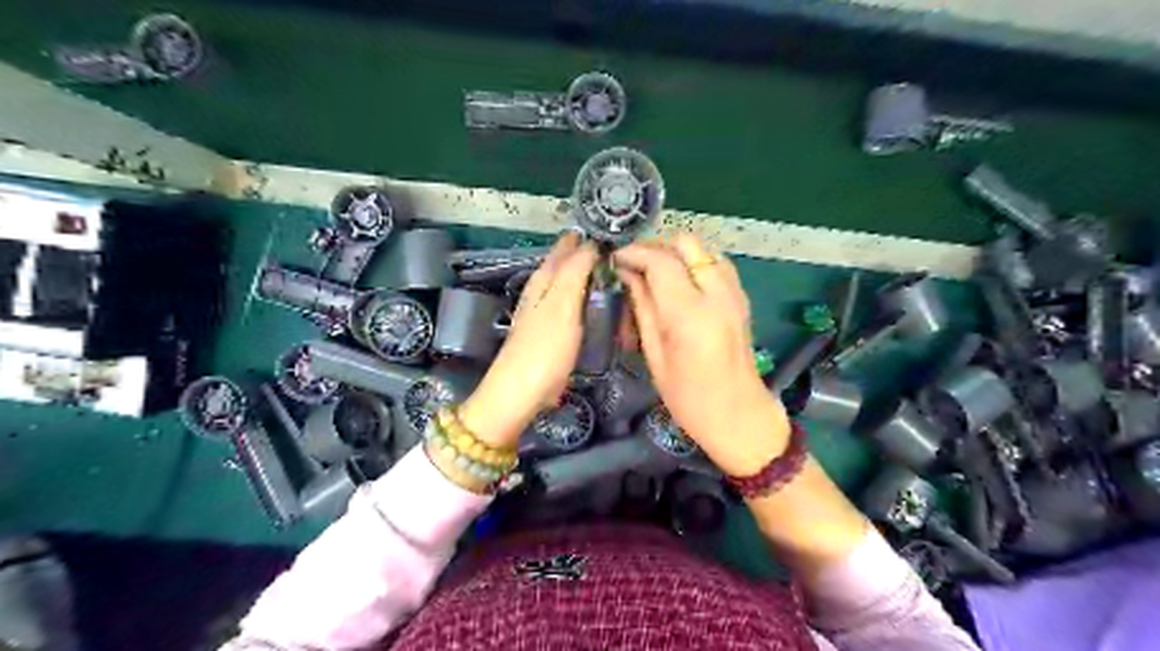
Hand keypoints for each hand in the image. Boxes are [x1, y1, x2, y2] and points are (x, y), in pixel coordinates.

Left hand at [458, 232, 597, 448]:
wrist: (520, 393)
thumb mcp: (562, 305)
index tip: (614, 231)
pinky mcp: (551, 332)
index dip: (587, 237)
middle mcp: (542, 290)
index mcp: (544, 279)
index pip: (566, 247)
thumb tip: (591, 242)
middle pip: (566, 264)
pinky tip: (599, 305)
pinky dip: (587, 298)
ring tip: (616, 273)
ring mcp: (545, 312)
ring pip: (569, 283)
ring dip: (589, 275)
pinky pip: (573, 305)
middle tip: (622, 252)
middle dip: (589, 254)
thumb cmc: (543, 348)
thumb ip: (575, 272)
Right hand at [616, 232, 786, 472]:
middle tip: (634, 264)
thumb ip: (643, 308)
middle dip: (656, 246)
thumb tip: (627, 274)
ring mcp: (734, 293)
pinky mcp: (742, 297)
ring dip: (677, 252)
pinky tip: (681, 281)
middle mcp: (717, 294)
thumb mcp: (656, 355)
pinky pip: (717, 262)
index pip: (661, 261)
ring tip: (655, 271)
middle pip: (686, 243)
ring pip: (704, 248)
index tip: (615, 259)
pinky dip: (696, 261)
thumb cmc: (689, 397)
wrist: (739, 414)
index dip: (634, 253)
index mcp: (690, 313)